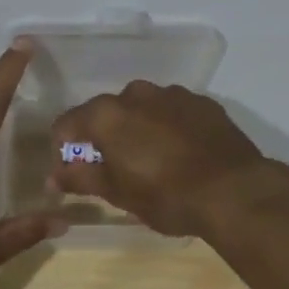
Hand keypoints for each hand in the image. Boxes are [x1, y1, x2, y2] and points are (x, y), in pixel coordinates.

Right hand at [50, 81, 288, 239]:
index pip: (68, 123)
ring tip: (152, 160)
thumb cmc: (166, 195)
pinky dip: (168, 127)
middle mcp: (135, 94)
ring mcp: (172, 94)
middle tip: (114, 168)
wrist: (235, 192)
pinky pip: (173, 111)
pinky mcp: (202, 102)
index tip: (72, 170)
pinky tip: (181, 153)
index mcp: (107, 114)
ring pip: (141, 108)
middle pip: (106, 112)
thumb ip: (81, 178)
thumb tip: (53, 176)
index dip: (64, 147)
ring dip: (138, 128)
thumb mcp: (118, 194)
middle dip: (104, 136)